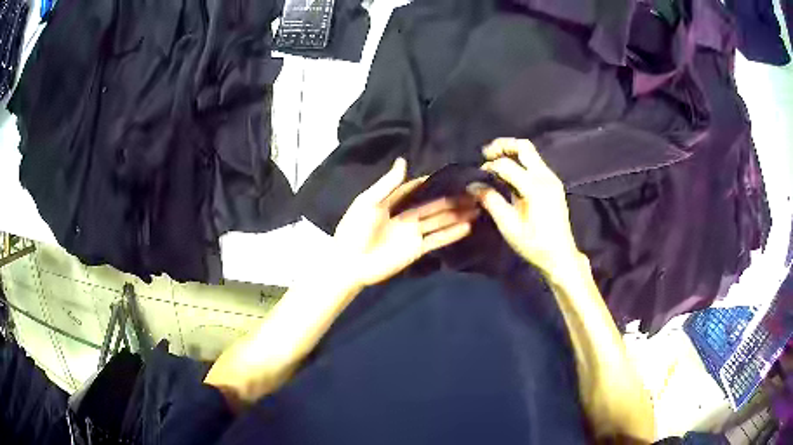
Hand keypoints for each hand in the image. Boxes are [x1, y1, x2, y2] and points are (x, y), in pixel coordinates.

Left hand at [335, 158, 478, 286]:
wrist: (351, 263)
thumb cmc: (355, 230)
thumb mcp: (369, 202)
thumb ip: (388, 184)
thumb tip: (403, 160)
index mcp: (390, 203)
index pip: (413, 190)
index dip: (428, 182)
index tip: (447, 174)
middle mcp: (405, 217)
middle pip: (432, 206)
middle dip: (450, 199)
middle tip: (471, 191)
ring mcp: (412, 234)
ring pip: (439, 222)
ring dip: (456, 215)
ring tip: (477, 207)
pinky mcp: (417, 249)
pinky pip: (437, 240)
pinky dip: (452, 234)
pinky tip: (467, 227)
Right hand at [467, 138, 580, 277]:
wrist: (560, 255)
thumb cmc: (533, 244)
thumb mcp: (508, 226)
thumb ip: (491, 201)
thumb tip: (473, 185)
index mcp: (534, 187)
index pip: (506, 164)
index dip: (489, 166)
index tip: (478, 176)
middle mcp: (545, 177)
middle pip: (523, 146)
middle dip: (502, 146)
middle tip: (486, 153)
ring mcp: (552, 179)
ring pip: (531, 153)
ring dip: (512, 152)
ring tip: (494, 161)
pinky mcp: (554, 184)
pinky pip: (536, 163)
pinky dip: (520, 162)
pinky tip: (510, 174)